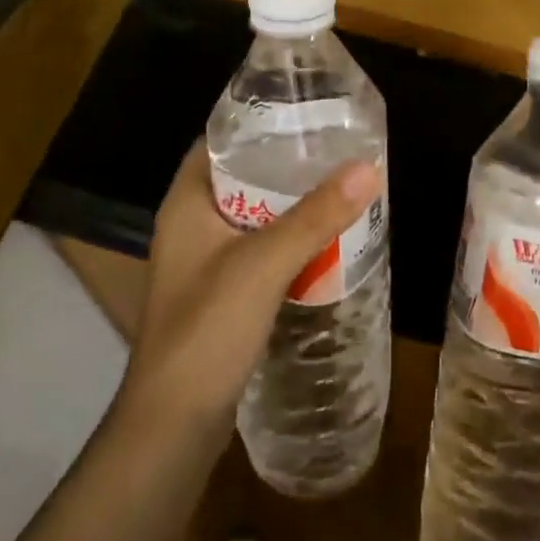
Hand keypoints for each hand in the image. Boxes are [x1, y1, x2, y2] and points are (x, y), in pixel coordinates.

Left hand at [119, 144, 381, 448]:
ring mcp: (204, 263)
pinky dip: (289, 241)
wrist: (172, 430)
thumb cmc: (206, 331)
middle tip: (335, 147)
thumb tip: (367, 168)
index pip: (220, 140)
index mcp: (187, 203)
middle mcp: (191, 225)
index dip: (258, 121)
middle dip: (286, 164)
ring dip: (291, 205)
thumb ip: (315, 216)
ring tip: (339, 186)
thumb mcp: (264, 265)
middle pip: (242, 177)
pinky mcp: (221, 295)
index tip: (305, 111)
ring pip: (254, 216)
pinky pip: (259, 251)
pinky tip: (325, 241)